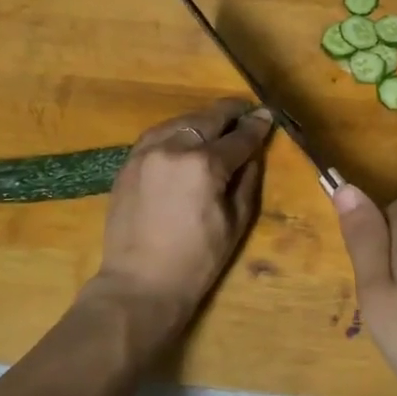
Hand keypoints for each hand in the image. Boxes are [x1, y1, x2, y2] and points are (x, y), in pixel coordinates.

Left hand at [87, 98, 272, 342]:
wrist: (140, 283)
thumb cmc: (197, 260)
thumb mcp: (236, 222)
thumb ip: (247, 180)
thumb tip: (253, 152)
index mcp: (205, 165)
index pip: (239, 137)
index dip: (257, 126)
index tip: (267, 116)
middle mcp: (175, 148)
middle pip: (209, 118)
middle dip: (231, 113)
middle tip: (247, 112)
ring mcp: (147, 152)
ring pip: (182, 120)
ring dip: (203, 119)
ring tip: (218, 123)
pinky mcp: (129, 162)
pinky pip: (158, 134)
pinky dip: (177, 130)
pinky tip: (187, 137)